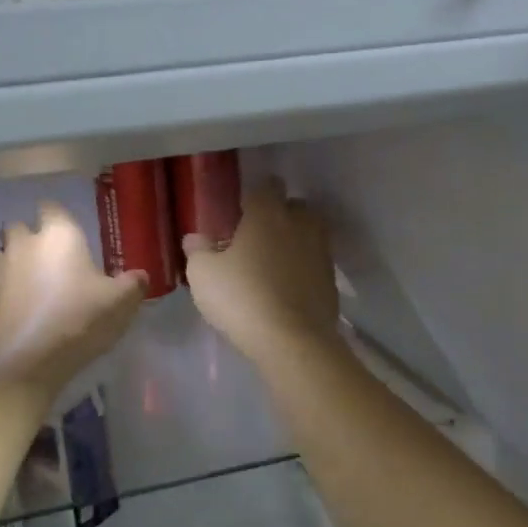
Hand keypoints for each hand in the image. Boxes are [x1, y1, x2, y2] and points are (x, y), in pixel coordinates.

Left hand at [0, 202, 145, 399]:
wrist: (24, 361)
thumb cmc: (78, 320)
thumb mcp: (120, 303)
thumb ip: (133, 285)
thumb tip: (140, 276)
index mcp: (59, 235)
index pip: (51, 207)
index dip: (58, 217)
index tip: (70, 233)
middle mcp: (24, 244)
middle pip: (18, 226)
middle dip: (29, 236)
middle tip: (50, 258)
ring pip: (1, 254)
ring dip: (13, 262)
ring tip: (33, 284)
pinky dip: (4, 293)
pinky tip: (19, 311)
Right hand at [182, 181, 339, 361]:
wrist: (292, 341)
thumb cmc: (242, 297)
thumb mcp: (203, 274)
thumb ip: (198, 250)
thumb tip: (195, 237)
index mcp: (268, 213)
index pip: (266, 186)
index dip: (254, 196)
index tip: (240, 212)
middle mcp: (300, 223)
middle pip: (293, 207)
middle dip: (279, 216)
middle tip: (256, 239)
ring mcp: (321, 251)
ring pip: (308, 235)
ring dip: (294, 243)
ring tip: (272, 265)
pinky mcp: (332, 280)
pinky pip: (315, 264)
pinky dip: (304, 270)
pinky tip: (287, 290)